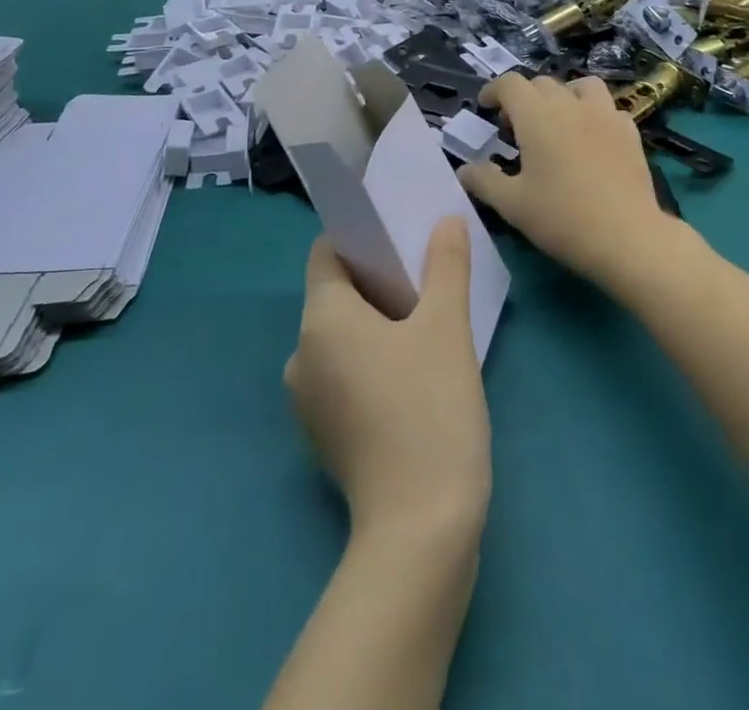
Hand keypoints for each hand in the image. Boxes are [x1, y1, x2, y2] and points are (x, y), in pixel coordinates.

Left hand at [285, 219, 489, 540]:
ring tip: (425, 321)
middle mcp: (301, 354)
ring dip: (377, 322)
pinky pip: (343, 374)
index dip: (361, 238)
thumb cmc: (429, 408)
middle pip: (335, 295)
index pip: (327, 254)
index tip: (399, 238)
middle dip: (377, 280)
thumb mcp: (447, 326)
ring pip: (341, 337)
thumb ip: (446, 264)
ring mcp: (308, 401)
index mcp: (321, 319)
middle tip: (424, 276)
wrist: (420, 528)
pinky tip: (412, 372)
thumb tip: (447, 221)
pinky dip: (370, 360)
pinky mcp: (324, 435)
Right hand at [458, 73, 678, 287]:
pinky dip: (594, 114)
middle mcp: (570, 104)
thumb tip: (464, 169)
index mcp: (537, 116)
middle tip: (515, 128)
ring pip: (581, 86)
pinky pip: (608, 108)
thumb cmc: (562, 218)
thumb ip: (484, 181)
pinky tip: (591, 138)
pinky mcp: (629, 132)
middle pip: (542, 83)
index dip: (494, 90)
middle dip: (523, 98)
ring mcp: (605, 115)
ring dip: (563, 96)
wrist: (627, 237)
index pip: (510, 83)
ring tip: (558, 121)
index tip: (486, 107)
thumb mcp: (511, 204)